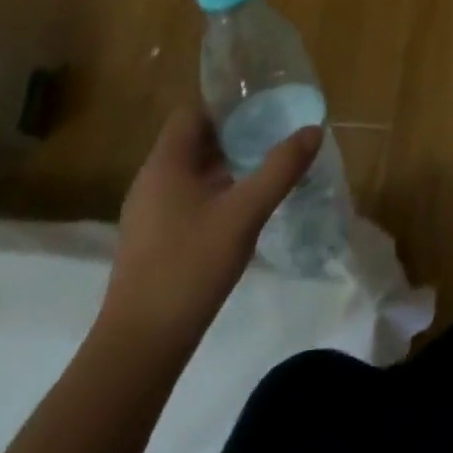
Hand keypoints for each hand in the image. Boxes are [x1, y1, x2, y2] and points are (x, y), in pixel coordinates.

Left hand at [99, 104, 321, 351]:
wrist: (139, 348)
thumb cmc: (189, 267)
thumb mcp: (244, 213)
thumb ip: (280, 168)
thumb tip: (313, 129)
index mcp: (165, 163)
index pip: (192, 111)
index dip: (226, 103)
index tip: (263, 105)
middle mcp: (151, 181)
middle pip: (194, 140)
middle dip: (234, 133)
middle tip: (275, 132)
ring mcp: (149, 214)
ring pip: (192, 172)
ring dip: (227, 164)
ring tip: (266, 165)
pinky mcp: (153, 242)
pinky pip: (187, 199)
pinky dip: (215, 192)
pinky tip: (243, 209)